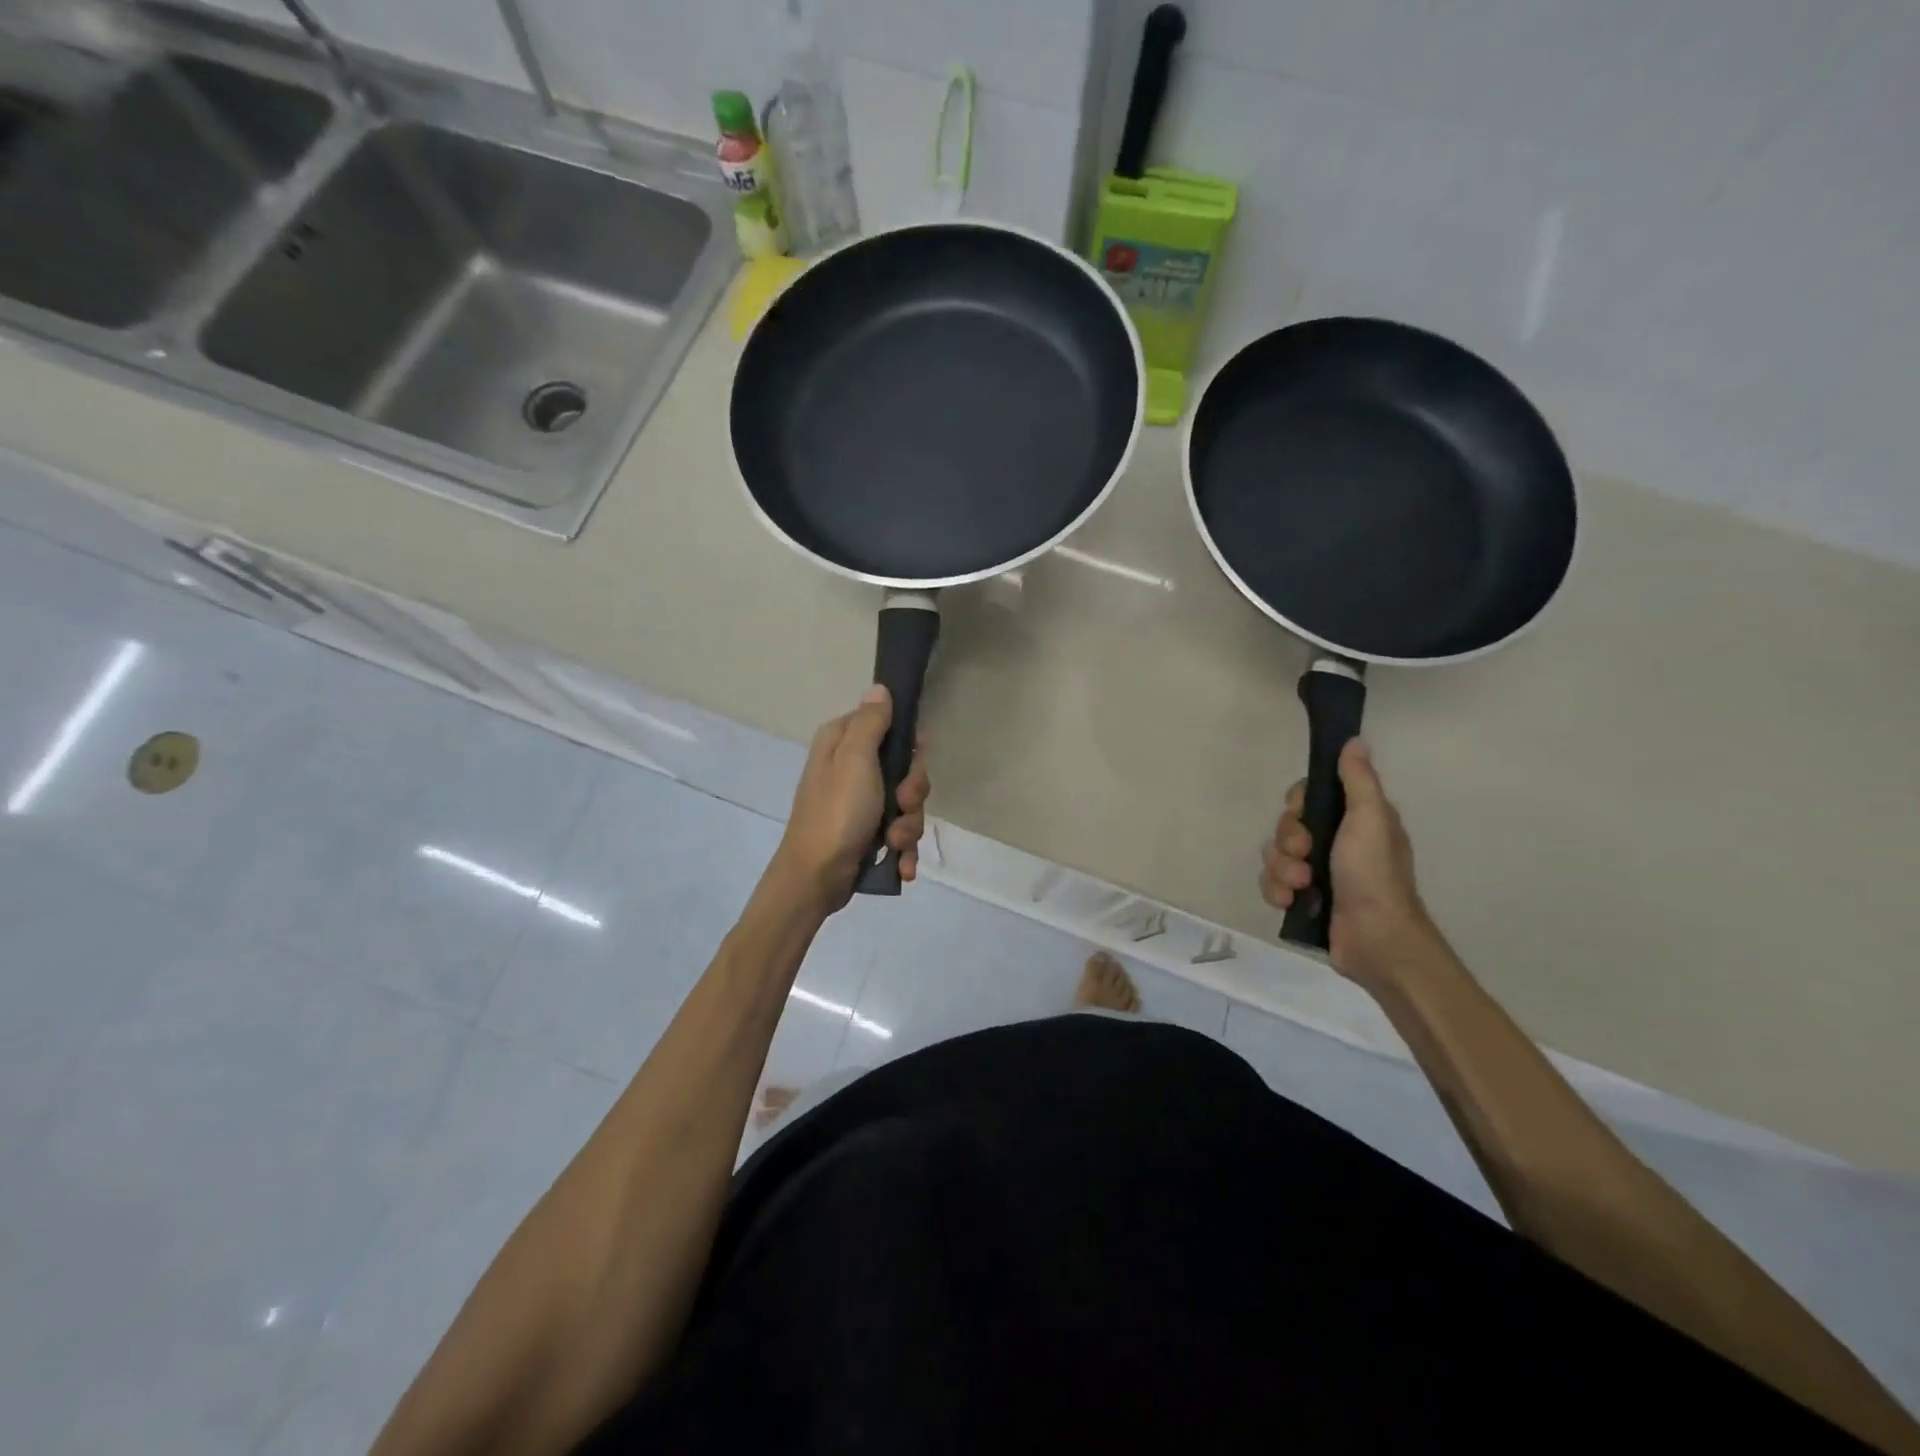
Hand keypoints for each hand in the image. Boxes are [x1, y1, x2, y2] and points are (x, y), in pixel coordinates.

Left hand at [772, 685, 930, 911]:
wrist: (816, 878)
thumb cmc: (836, 813)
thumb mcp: (855, 760)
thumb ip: (871, 723)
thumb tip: (879, 688)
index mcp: (842, 744)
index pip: (888, 726)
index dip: (908, 745)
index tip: (912, 761)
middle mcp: (850, 769)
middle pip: (904, 769)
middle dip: (912, 794)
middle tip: (901, 805)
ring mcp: (860, 804)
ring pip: (906, 804)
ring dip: (908, 826)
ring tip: (894, 842)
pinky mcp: (867, 834)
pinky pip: (899, 833)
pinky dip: (903, 850)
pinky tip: (901, 866)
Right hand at [1260, 739, 1431, 987]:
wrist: (1375, 939)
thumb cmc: (1374, 874)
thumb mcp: (1370, 818)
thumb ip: (1358, 780)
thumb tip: (1353, 741)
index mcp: (1353, 821)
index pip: (1307, 797)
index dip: (1298, 803)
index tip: (1302, 812)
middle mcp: (1333, 843)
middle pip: (1286, 826)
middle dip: (1288, 841)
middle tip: (1305, 854)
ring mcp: (1316, 873)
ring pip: (1274, 856)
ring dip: (1282, 870)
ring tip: (1302, 886)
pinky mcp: (1301, 899)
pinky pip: (1271, 883)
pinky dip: (1277, 891)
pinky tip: (1291, 902)